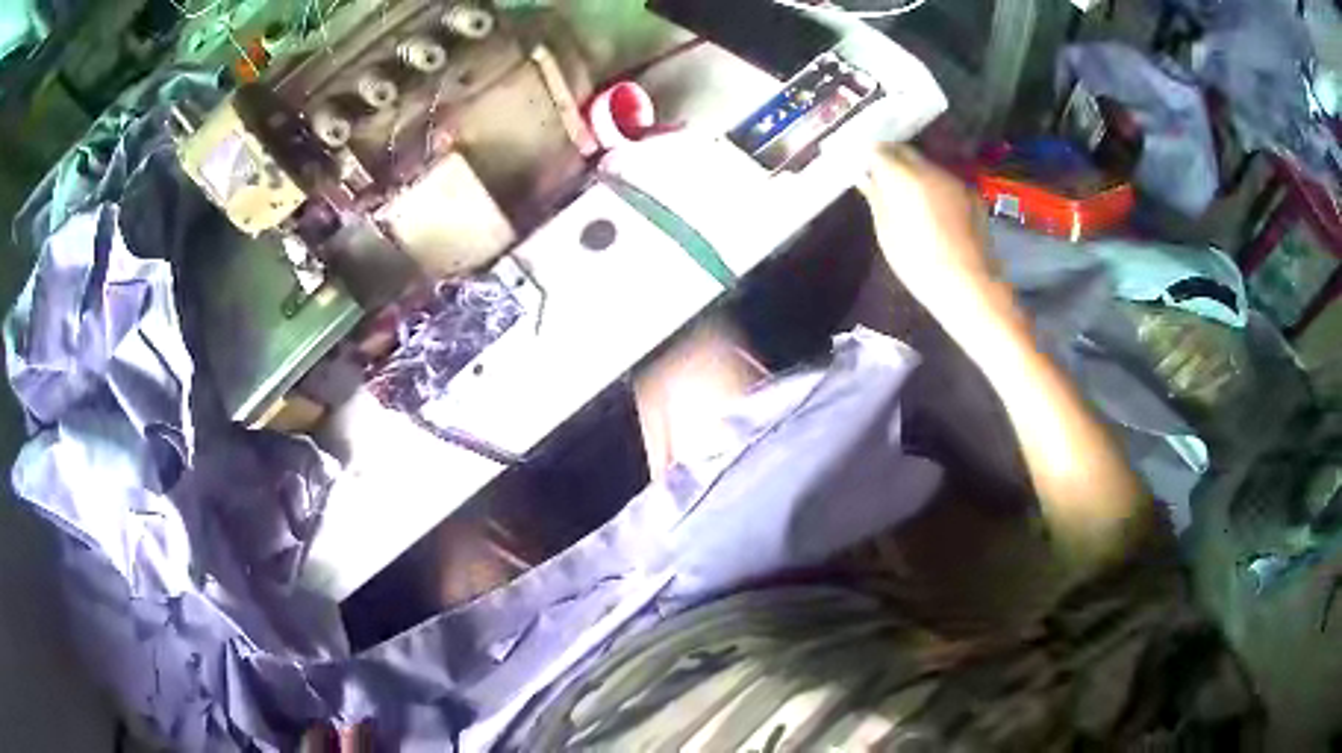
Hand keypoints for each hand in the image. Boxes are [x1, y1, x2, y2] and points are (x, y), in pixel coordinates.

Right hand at [859, 145, 997, 325]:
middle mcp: (929, 169)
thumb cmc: (918, 263)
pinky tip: (933, 207)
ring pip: (927, 164)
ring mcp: (954, 180)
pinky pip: (945, 180)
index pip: (878, 151)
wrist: (968, 284)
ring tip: (906, 191)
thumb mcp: (887, 233)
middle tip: (880, 173)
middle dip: (890, 156)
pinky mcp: (971, 194)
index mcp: (903, 177)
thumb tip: (866, 179)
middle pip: (905, 151)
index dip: (866, 156)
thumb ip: (876, 199)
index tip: (860, 165)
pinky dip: (934, 185)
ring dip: (913, 171)